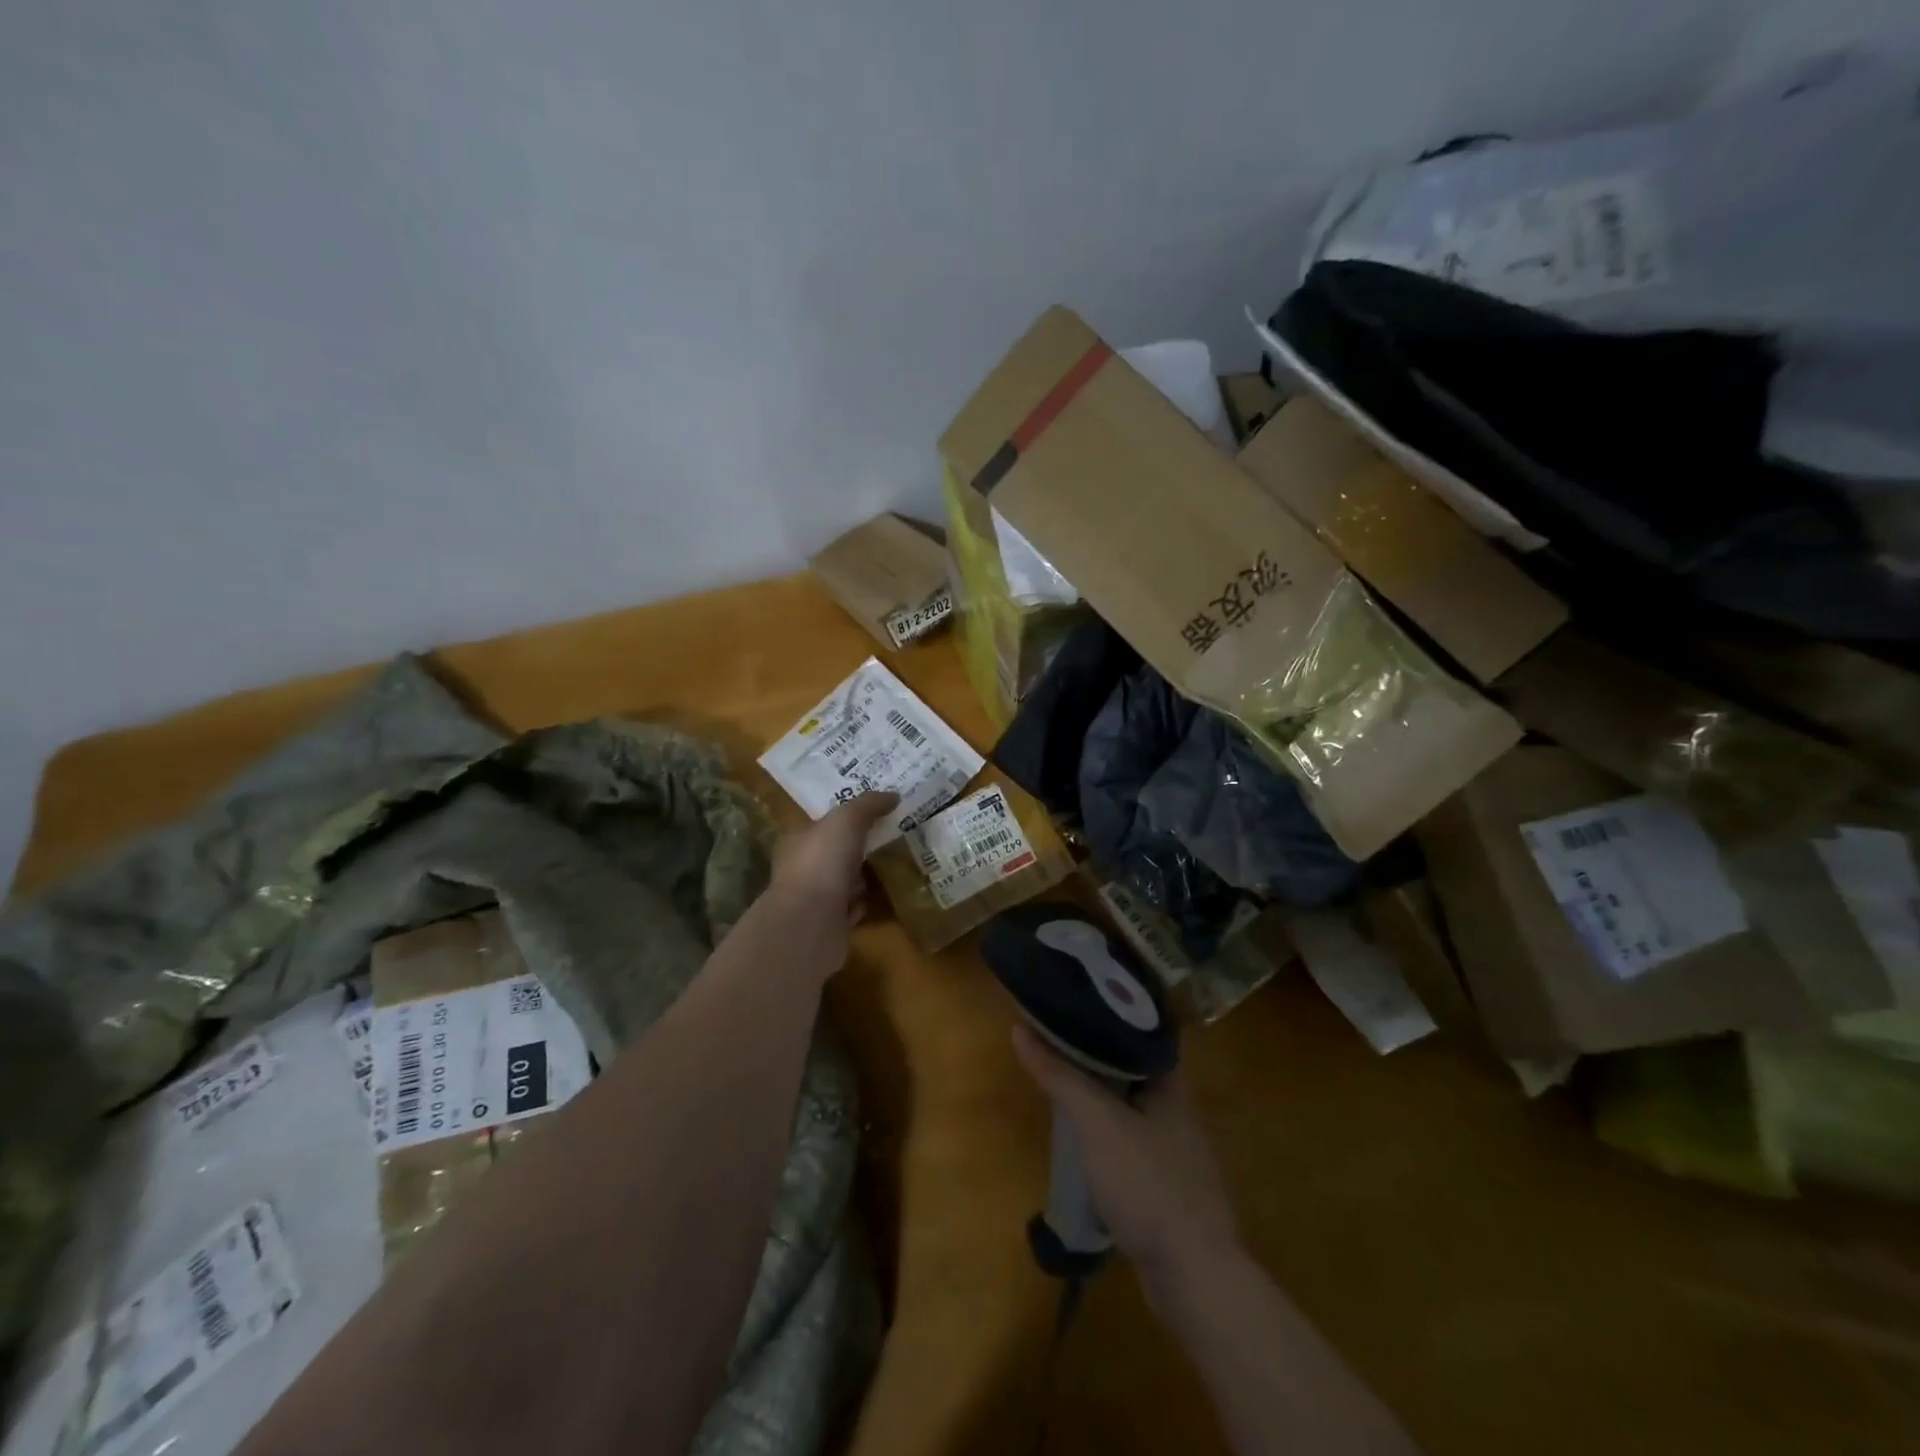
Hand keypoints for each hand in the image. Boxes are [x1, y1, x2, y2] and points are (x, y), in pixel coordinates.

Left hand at [770, 792, 898, 926]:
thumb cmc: (822, 862)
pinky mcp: (830, 925)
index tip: (873, 812)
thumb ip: (868, 805)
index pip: (820, 823)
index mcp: (798, 840)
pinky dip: (865, 903)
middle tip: (891, 836)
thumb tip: (893, 795)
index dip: (844, 816)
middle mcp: (802, 869)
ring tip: (892, 864)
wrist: (811, 923)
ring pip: (843, 881)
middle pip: (833, 852)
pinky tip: (882, 896)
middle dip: (857, 846)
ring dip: (863, 876)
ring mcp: (815, 899)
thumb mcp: (846, 820)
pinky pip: (851, 908)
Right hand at [1013, 1024, 1240, 1291]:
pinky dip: (1104, 1128)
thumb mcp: (1096, 1122)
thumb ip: (1060, 1075)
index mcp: (1170, 1080)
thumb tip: (1020, 1027)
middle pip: (1131, 1063)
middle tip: (1054, 1035)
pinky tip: (1080, 1135)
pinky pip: (1129, 1137)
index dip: (1105, 1010)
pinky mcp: (1165, 1181)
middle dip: (1094, 1050)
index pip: (1139, 1027)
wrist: (1193, 1276)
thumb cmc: (1147, 1183)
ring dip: (1098, 1091)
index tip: (1072, 997)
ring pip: (1129, 1102)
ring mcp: (1174, 1146)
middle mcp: (1177, 1106)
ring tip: (1060, 1078)